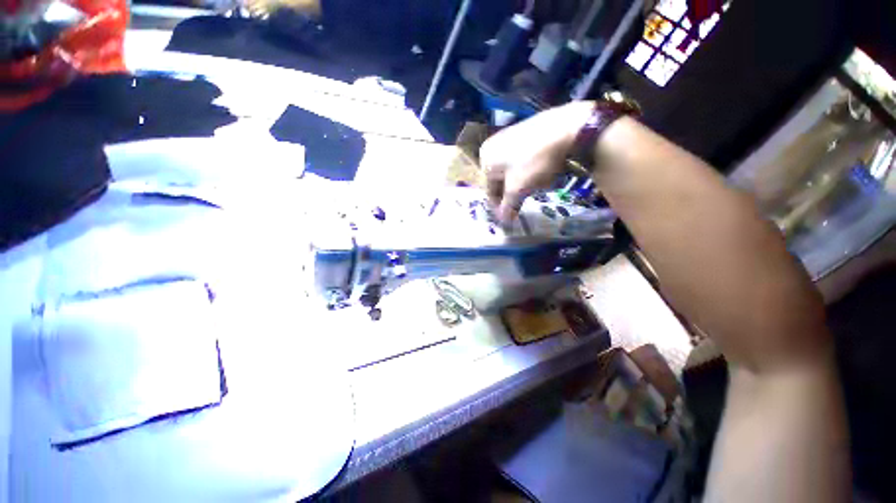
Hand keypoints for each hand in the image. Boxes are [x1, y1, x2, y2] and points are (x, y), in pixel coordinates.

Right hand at [479, 101, 593, 222]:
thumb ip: (508, 206)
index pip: (489, 191)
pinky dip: (527, 171)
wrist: (564, 128)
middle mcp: (492, 147)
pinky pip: (521, 160)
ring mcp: (508, 137)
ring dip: (520, 184)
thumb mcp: (518, 189)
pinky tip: (540, 172)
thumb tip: (503, 222)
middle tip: (522, 205)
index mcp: (486, 160)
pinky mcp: (524, 133)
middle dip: (511, 194)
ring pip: (511, 171)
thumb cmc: (533, 162)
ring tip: (534, 189)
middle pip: (500, 180)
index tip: (510, 218)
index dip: (500, 207)